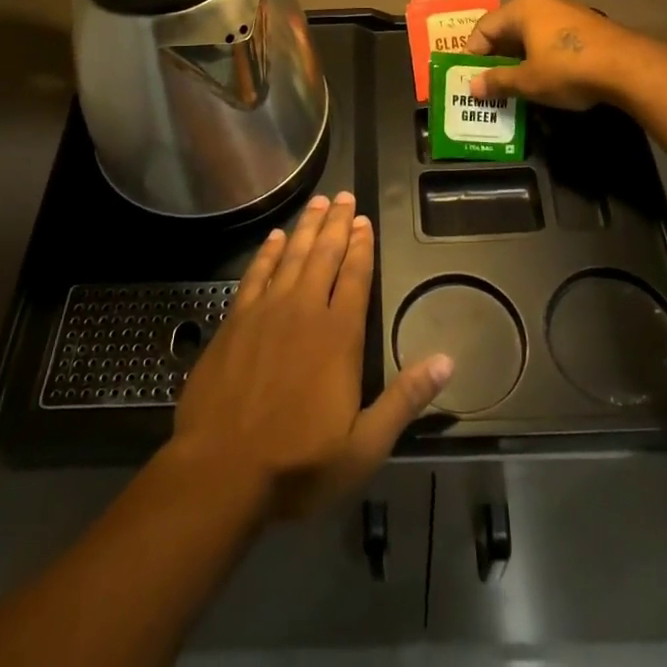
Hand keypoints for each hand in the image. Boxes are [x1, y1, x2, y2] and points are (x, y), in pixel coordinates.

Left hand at [172, 192, 453, 518]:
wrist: (220, 470)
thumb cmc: (297, 463)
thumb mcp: (364, 446)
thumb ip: (404, 399)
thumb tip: (447, 360)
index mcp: (339, 336)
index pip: (355, 277)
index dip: (361, 246)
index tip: (364, 220)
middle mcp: (305, 310)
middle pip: (324, 255)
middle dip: (336, 224)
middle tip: (344, 195)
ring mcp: (266, 311)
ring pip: (292, 255)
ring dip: (306, 227)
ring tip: (317, 202)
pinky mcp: (236, 320)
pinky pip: (256, 273)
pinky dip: (268, 252)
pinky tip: (275, 237)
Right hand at [464, 0, 655, 109]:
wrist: (629, 68)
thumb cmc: (568, 69)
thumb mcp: (528, 81)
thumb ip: (497, 81)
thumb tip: (472, 87)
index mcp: (522, 8)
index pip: (484, 27)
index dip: (473, 54)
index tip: (471, 79)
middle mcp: (542, 3)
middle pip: (507, 29)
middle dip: (496, 57)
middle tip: (489, 84)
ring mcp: (567, 12)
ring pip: (531, 35)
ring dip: (520, 59)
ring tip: (515, 85)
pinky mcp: (586, 26)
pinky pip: (552, 39)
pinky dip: (541, 57)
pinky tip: (545, 78)